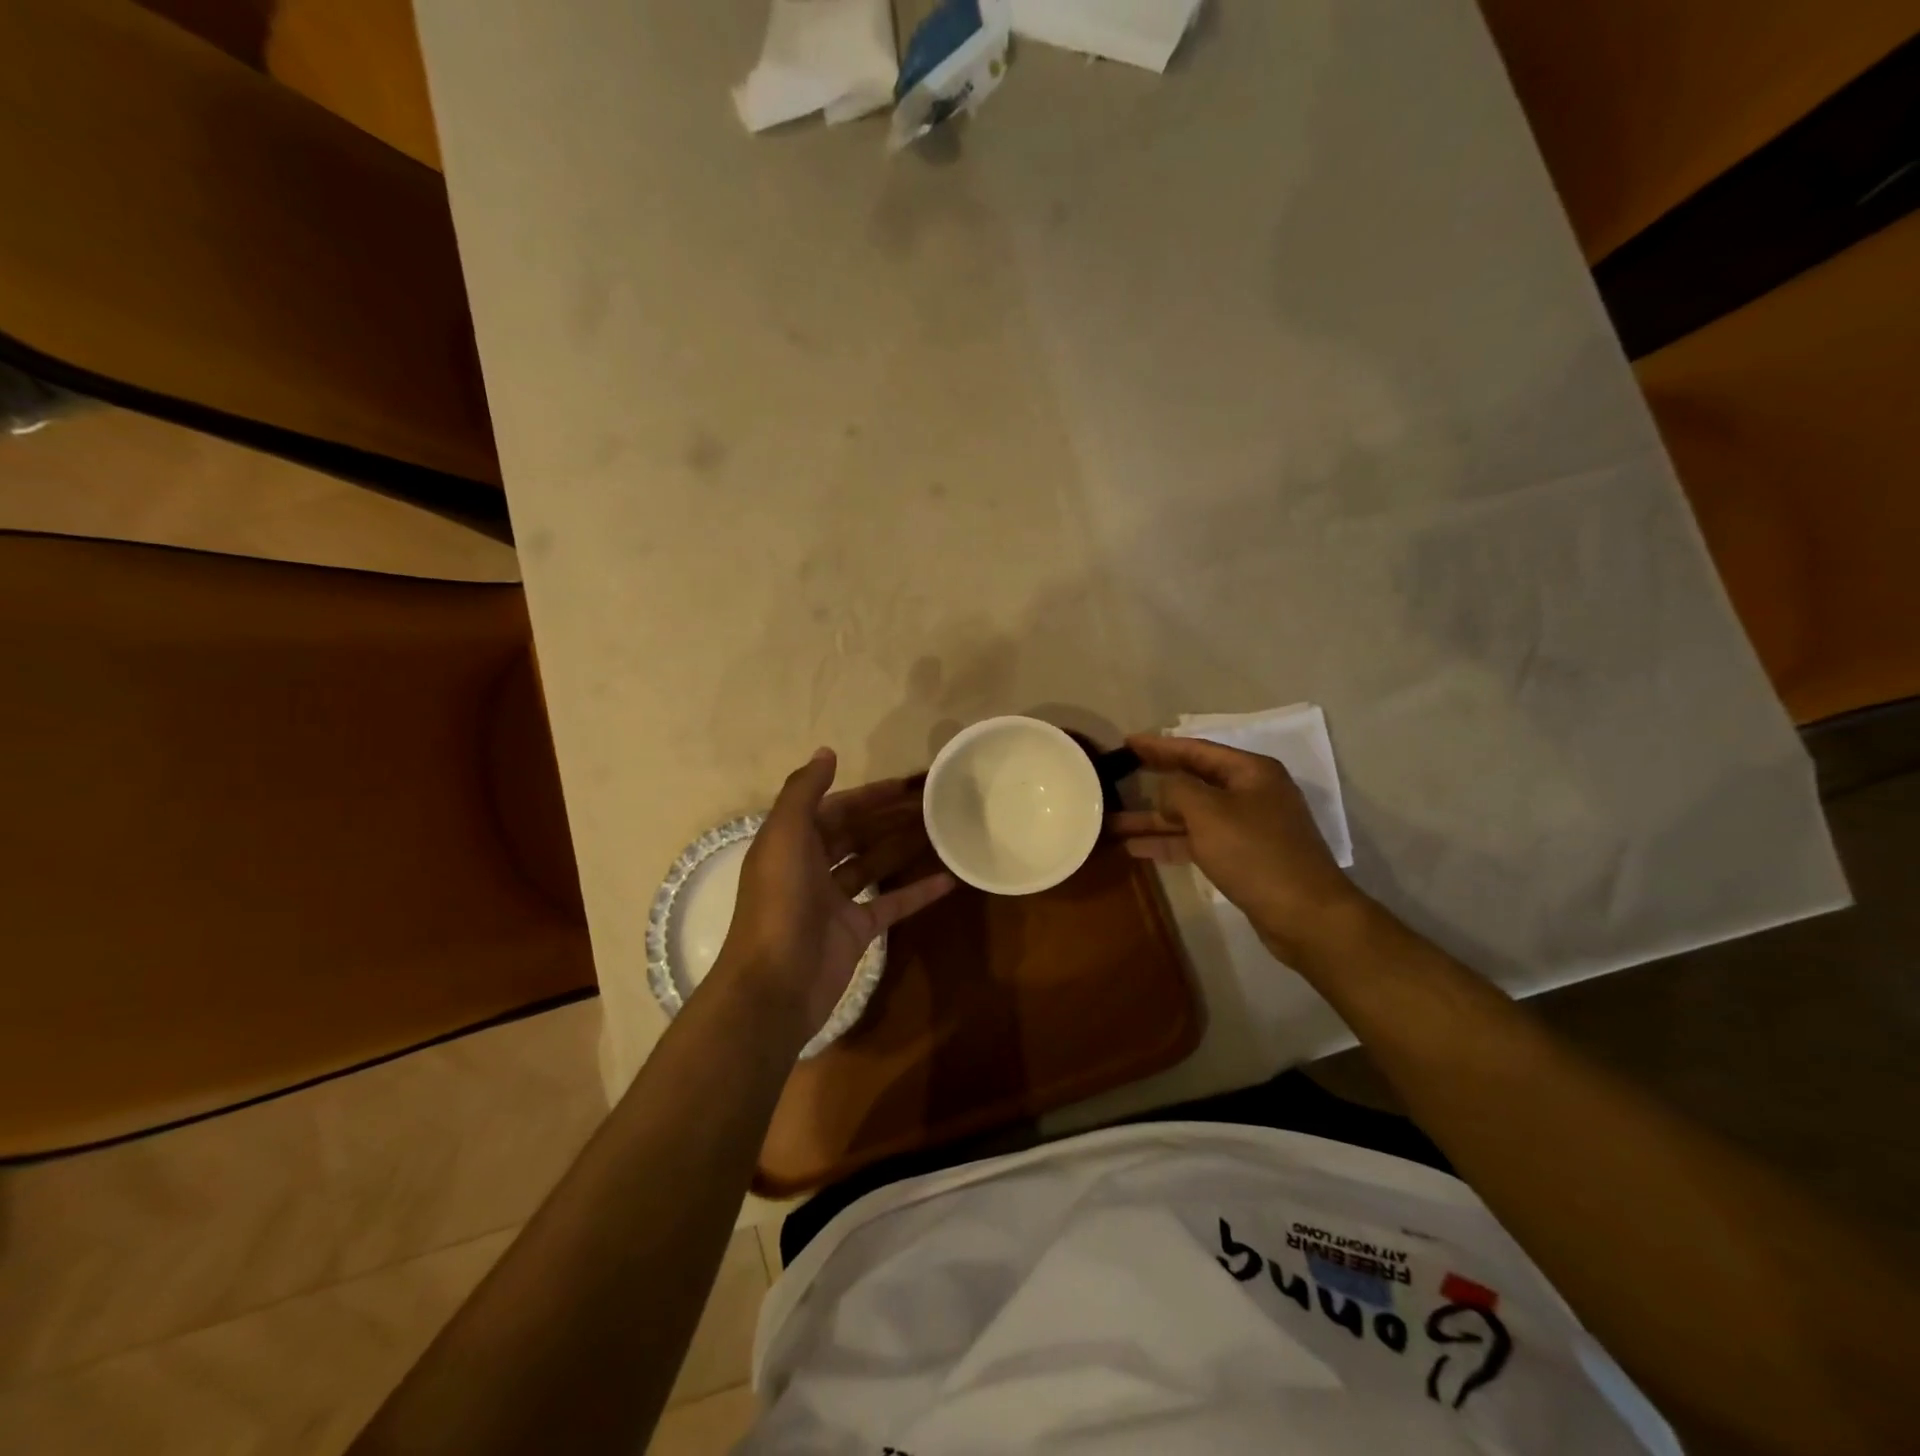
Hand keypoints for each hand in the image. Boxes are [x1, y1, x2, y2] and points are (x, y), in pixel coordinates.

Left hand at [717, 749, 954, 1041]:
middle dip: (892, 817)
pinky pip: (892, 903)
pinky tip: (948, 878)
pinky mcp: (856, 931)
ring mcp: (835, 901)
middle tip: (935, 803)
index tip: (907, 783)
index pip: (837, 808)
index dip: (870, 794)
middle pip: (858, 833)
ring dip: (905, 846)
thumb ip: (804, 792)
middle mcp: (812, 867)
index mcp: (792, 842)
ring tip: (944, 829)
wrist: (775, 985)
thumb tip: (827, 751)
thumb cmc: (779, 903)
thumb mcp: (785, 837)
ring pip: (875, 864)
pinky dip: (918, 891)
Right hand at [1109, 734, 1369, 962]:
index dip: (1159, 746)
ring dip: (1154, 820)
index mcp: (1250, 772)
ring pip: (1191, 816)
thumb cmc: (1255, 853)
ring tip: (1112, 823)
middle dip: (1153, 784)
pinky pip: (1198, 841)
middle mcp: (1251, 793)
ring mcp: (1248, 828)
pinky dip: (1170, 843)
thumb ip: (1178, 790)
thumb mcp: (1208, 812)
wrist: (1305, 914)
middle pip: (1193, 782)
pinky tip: (1137, 849)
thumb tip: (1166, 790)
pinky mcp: (1243, 858)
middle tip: (1117, 778)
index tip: (1128, 742)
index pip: (1196, 749)